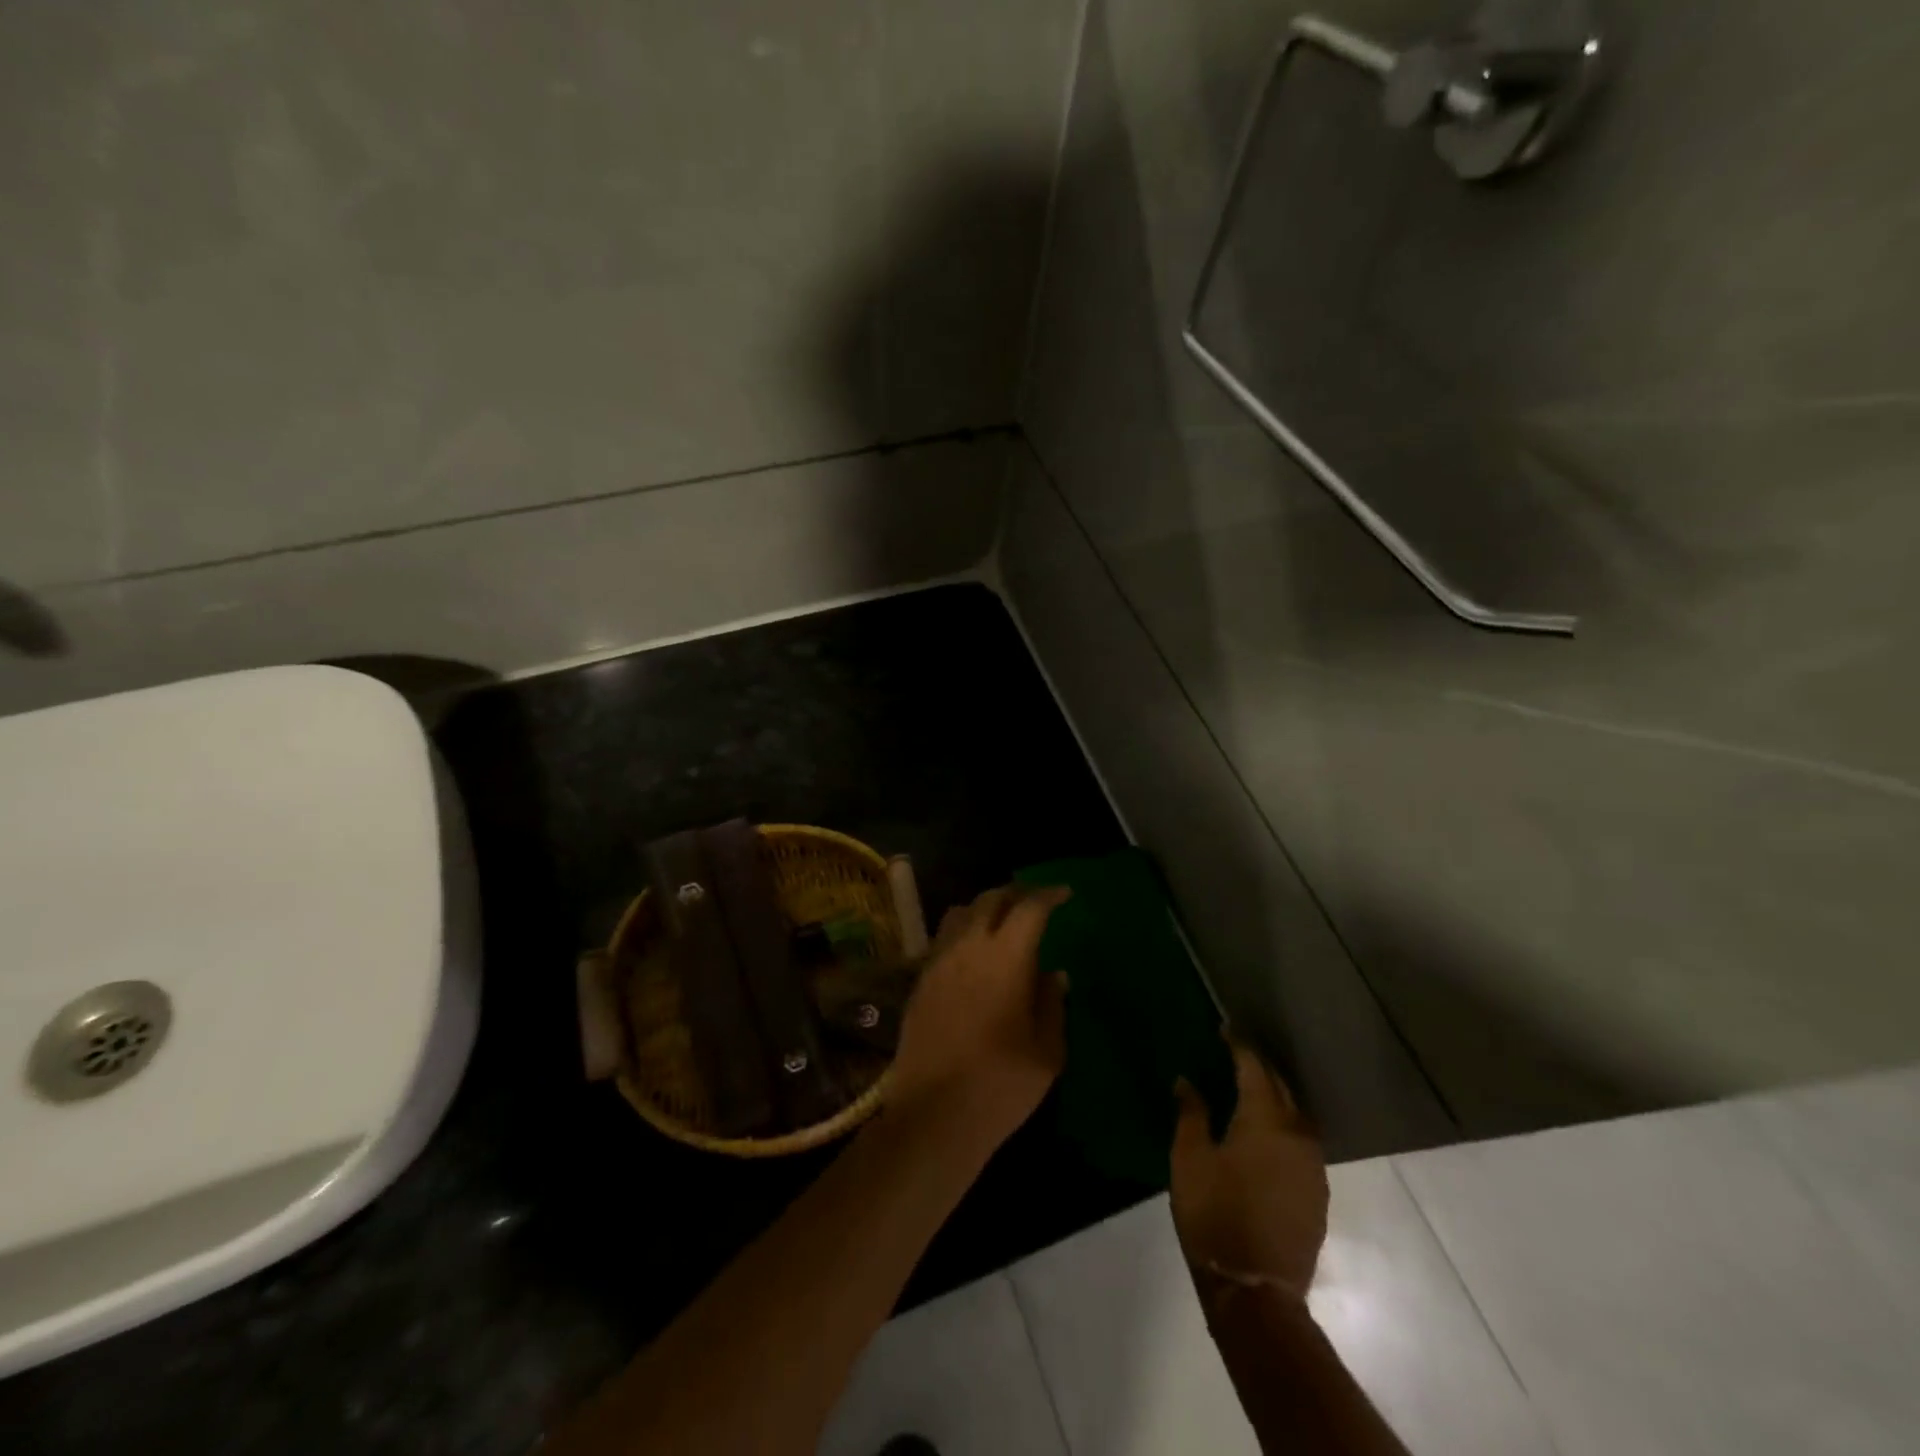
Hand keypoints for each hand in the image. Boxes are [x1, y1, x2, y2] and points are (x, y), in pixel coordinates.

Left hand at [886, 885, 1070, 1148]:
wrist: (934, 1113)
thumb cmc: (1002, 1084)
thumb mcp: (1047, 1051)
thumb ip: (1052, 1004)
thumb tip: (1053, 974)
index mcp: (1006, 957)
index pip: (1029, 907)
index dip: (1048, 895)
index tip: (1064, 894)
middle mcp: (968, 947)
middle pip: (990, 899)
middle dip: (1015, 894)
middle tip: (1034, 903)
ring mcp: (939, 962)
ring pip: (960, 913)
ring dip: (984, 908)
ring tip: (1001, 923)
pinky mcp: (920, 981)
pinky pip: (942, 939)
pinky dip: (962, 932)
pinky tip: (973, 956)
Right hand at [1170, 1039, 1327, 1307]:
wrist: (1256, 1291)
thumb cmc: (1214, 1215)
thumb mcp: (1189, 1159)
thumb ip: (1191, 1114)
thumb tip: (1187, 1081)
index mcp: (1265, 1119)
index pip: (1253, 1067)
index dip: (1238, 1045)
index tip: (1224, 1028)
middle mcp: (1296, 1134)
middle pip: (1280, 1087)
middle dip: (1259, 1066)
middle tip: (1235, 1053)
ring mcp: (1312, 1165)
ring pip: (1295, 1114)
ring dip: (1275, 1095)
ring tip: (1251, 1088)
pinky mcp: (1317, 1192)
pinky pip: (1301, 1141)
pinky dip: (1284, 1125)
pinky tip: (1266, 1132)